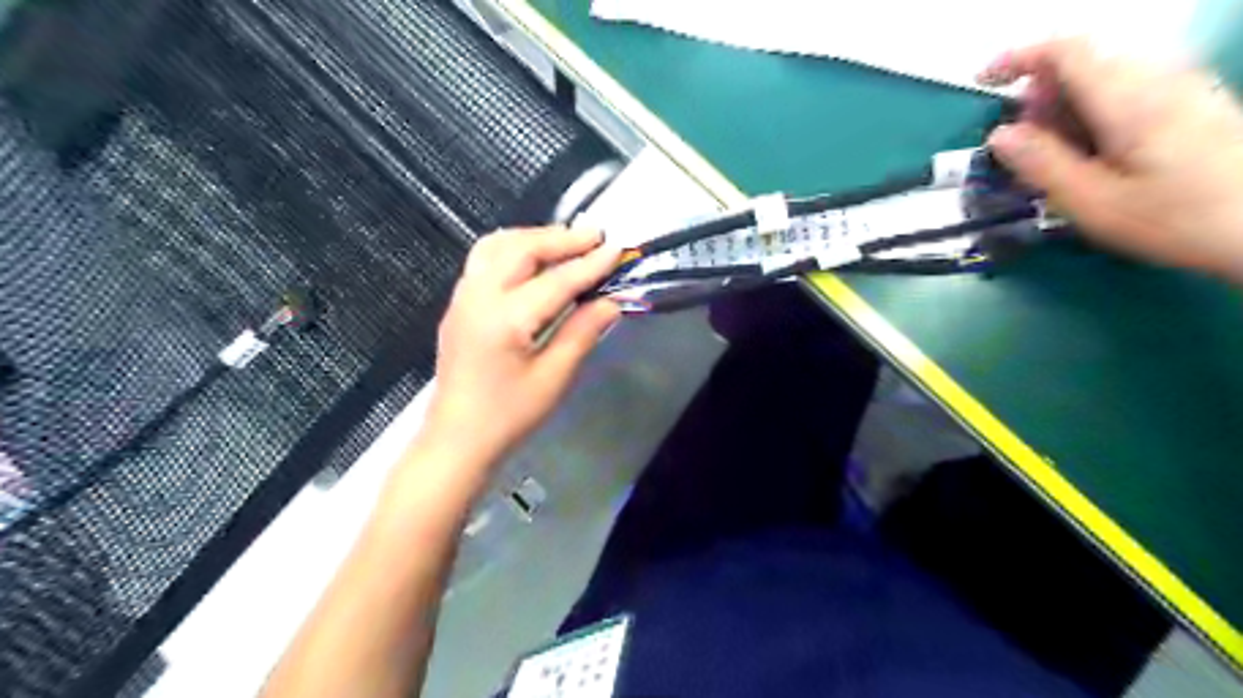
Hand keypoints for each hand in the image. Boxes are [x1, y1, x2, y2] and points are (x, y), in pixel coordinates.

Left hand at [424, 226, 620, 471]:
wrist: (457, 439)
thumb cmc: (509, 416)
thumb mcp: (553, 378)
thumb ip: (582, 333)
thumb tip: (610, 302)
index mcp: (505, 319)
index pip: (556, 281)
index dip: (590, 264)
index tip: (617, 249)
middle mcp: (479, 297)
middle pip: (521, 249)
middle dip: (561, 238)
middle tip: (596, 236)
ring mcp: (463, 298)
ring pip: (497, 246)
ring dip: (534, 237)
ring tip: (566, 242)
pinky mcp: (458, 305)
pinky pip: (484, 259)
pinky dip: (513, 249)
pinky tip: (533, 261)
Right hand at [981, 39, 1241, 281]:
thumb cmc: (1177, 218)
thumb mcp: (1092, 202)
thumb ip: (1042, 164)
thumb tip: (999, 134)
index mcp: (1127, 98)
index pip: (1066, 49)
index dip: (1017, 57)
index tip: (983, 83)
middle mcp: (1156, 78)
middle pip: (1083, 60)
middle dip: (1038, 94)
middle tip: (1020, 145)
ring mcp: (1180, 87)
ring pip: (1104, 75)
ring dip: (1064, 105)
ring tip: (1052, 155)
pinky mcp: (1191, 103)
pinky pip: (1127, 89)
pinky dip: (1092, 110)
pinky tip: (1091, 152)